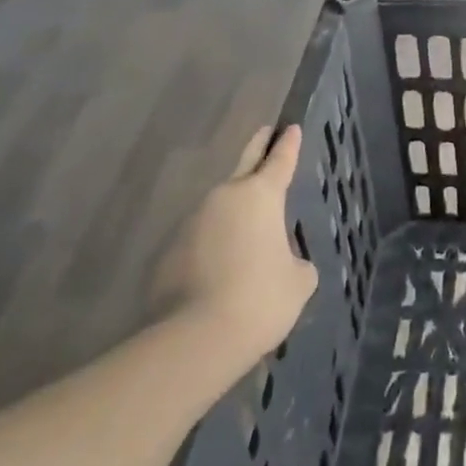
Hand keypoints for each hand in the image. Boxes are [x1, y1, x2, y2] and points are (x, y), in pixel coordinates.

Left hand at [157, 126, 318, 365]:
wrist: (196, 338)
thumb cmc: (261, 298)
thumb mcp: (298, 280)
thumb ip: (293, 261)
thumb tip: (280, 262)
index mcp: (261, 196)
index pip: (280, 161)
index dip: (288, 144)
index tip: (291, 127)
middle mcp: (224, 199)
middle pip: (244, 165)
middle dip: (257, 149)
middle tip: (265, 133)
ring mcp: (190, 224)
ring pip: (219, 209)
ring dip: (233, 214)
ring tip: (249, 233)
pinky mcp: (167, 254)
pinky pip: (199, 242)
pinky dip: (212, 248)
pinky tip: (221, 271)